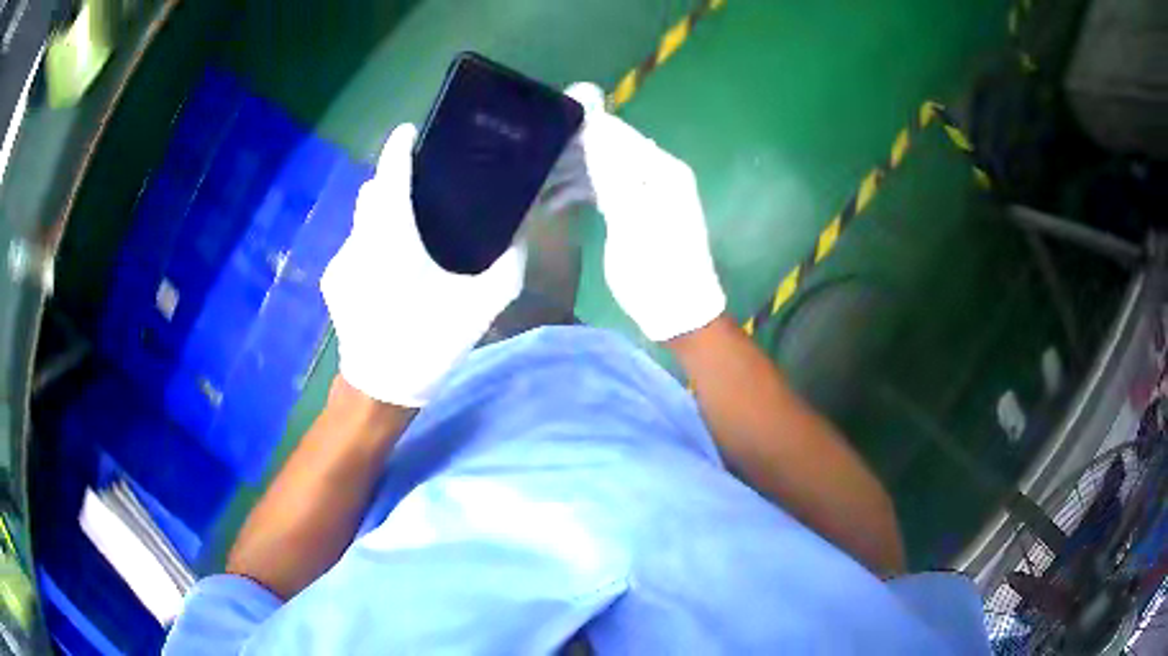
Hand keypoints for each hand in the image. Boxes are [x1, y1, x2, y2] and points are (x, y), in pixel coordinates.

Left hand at [321, 124, 524, 406]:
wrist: (379, 392)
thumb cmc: (427, 344)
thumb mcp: (480, 307)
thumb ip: (507, 266)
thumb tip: (518, 234)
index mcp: (392, 241)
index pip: (390, 176)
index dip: (398, 148)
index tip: (410, 132)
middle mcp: (359, 242)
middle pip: (371, 192)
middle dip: (392, 180)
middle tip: (422, 190)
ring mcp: (340, 262)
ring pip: (362, 220)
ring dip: (383, 215)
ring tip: (411, 234)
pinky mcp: (333, 280)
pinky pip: (355, 245)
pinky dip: (373, 242)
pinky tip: (391, 269)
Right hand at [562, 82, 724, 341]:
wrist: (678, 310)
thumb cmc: (658, 267)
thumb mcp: (633, 221)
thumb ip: (612, 174)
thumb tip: (591, 133)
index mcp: (663, 170)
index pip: (619, 135)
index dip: (584, 128)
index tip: (544, 127)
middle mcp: (657, 173)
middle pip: (609, 149)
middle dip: (573, 153)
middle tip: (534, 159)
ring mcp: (646, 191)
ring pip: (602, 169)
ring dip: (572, 175)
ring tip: (538, 184)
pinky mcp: (636, 209)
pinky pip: (604, 189)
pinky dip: (581, 193)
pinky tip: (553, 202)